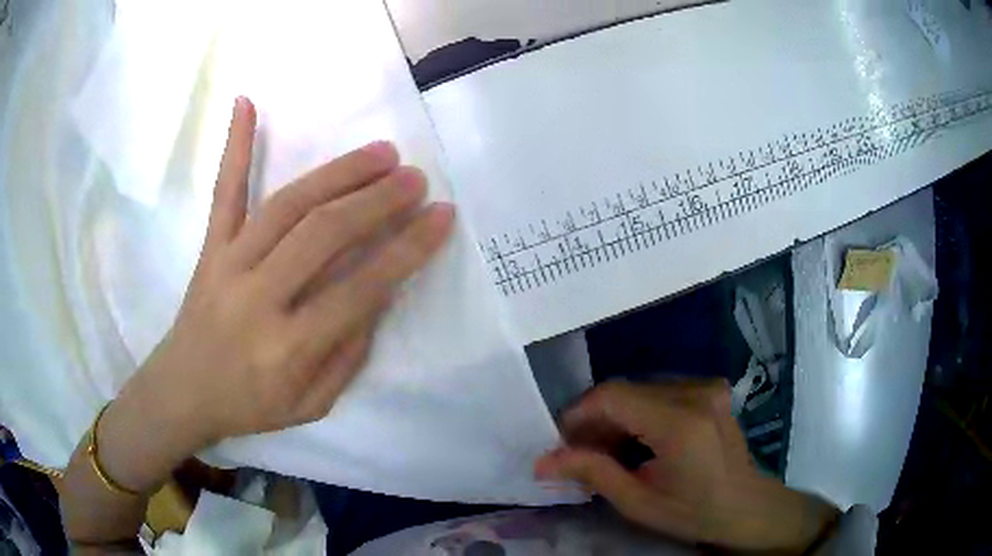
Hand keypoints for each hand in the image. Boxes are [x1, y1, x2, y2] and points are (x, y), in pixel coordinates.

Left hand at [116, 97, 454, 450]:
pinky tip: (245, 103)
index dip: (406, 249)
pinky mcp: (210, 248)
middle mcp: (258, 298)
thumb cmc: (250, 404)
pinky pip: (224, 192)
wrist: (183, 392)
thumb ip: (348, 355)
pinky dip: (234, 146)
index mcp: (288, 348)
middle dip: (377, 202)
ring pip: (287, 205)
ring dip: (338, 173)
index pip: (359, 289)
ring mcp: (228, 265)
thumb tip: (377, 295)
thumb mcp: (311, 404)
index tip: (440, 217)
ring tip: (380, 153)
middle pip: (323, 235)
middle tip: (415, 178)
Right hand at [535, 380, 837, 553]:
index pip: (613, 397)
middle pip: (625, 391)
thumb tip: (543, 462)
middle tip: (579, 452)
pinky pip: (659, 391)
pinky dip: (638, 412)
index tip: (561, 442)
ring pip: (640, 389)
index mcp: (680, 424)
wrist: (746, 506)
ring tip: (605, 450)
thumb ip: (592, 474)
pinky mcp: (710, 389)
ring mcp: (707, 387)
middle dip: (595, 419)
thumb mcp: (639, 503)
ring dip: (615, 416)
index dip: (578, 415)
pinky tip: (635, 440)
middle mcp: (696, 393)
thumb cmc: (694, 513)